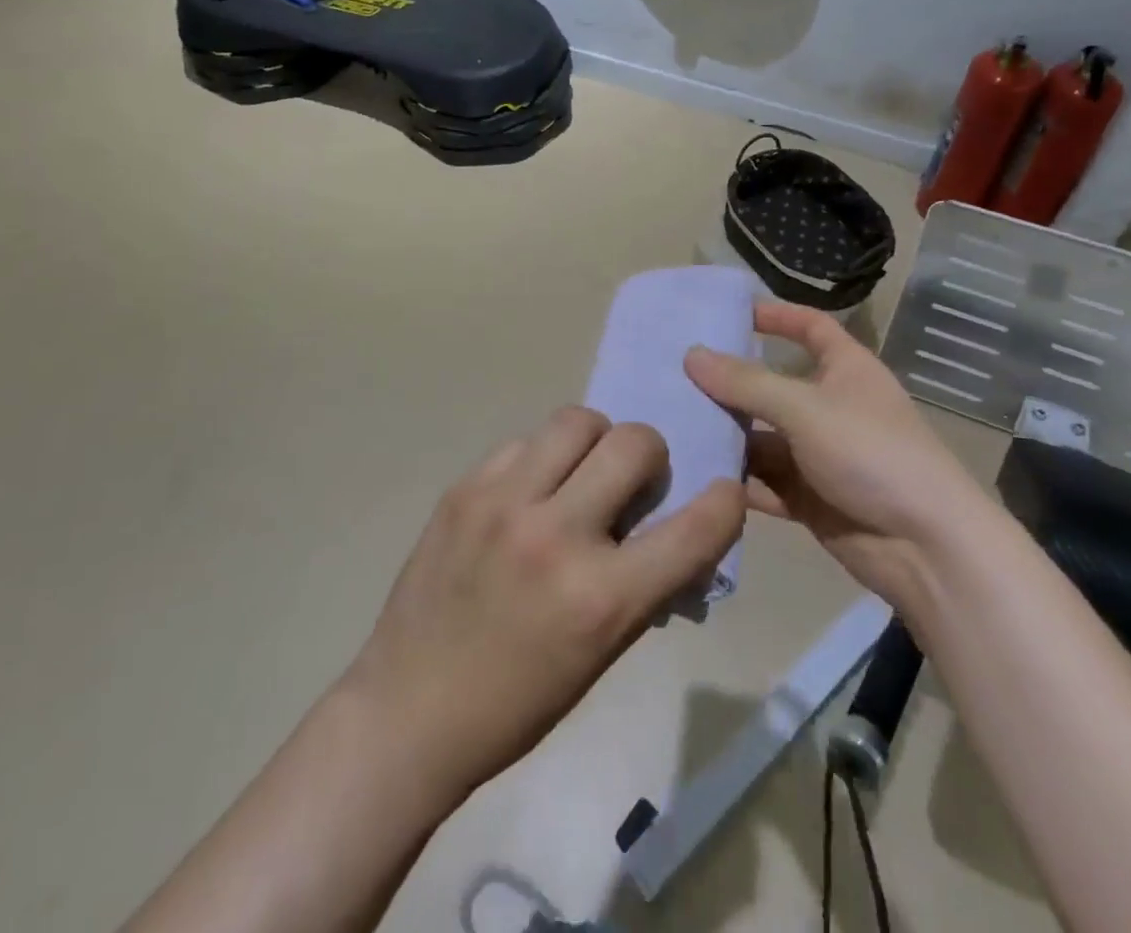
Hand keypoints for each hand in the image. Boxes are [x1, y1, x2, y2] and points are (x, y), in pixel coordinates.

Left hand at [344, 407, 744, 808]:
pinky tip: (526, 492)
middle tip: (633, 480)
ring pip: (576, 419)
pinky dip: (540, 459)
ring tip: (579, 472)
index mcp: (602, 598)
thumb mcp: (602, 653)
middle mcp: (556, 535)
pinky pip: (522, 442)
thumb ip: (644, 582)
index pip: (694, 529)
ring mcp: (503, 502)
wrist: (408, 709)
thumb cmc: (518, 701)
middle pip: (633, 441)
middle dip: (648, 454)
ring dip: (594, 441)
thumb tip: (675, 524)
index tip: (721, 492)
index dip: (722, 503)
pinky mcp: (463, 487)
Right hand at [684, 300, 985, 600]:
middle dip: (730, 384)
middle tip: (673, 376)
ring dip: (726, 435)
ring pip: (762, 437)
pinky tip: (693, 474)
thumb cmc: (872, 454)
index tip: (728, 313)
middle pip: (773, 385)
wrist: (926, 548)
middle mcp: (831, 406)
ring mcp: (819, 454)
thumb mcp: (805, 408)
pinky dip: (736, 479)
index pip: (810, 327)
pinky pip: (764, 480)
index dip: (776, 315)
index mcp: (846, 370)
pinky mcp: (809, 497)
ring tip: (671, 427)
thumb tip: (692, 354)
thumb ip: (746, 383)